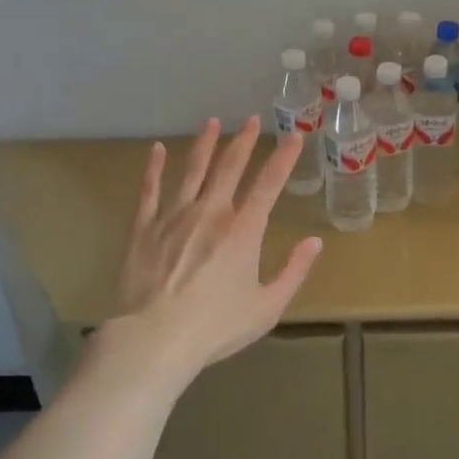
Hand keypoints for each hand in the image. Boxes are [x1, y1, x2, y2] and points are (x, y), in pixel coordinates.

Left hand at [107, 116, 323, 379]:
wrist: (154, 339)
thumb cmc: (216, 327)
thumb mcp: (267, 307)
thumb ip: (293, 272)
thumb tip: (315, 242)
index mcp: (243, 231)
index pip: (268, 184)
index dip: (283, 158)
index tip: (294, 135)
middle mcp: (210, 213)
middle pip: (229, 168)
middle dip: (244, 141)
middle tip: (252, 119)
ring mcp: (174, 216)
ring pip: (192, 170)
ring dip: (204, 144)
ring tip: (212, 122)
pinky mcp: (144, 228)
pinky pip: (150, 190)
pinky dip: (154, 168)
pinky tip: (157, 150)